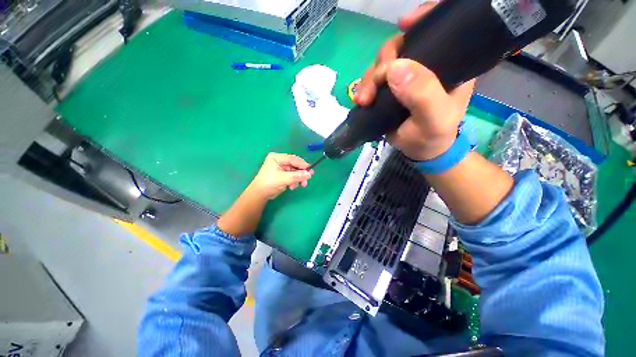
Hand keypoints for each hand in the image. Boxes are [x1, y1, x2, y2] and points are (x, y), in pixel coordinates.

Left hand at [248, 153, 313, 199]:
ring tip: (297, 186)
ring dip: (297, 179)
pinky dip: (294, 181)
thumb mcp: (283, 179)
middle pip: (295, 165)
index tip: (310, 170)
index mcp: (277, 158)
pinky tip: (292, 187)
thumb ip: (297, 176)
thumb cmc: (269, 184)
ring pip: (295, 171)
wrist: (260, 194)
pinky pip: (292, 176)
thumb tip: (309, 174)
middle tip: (306, 180)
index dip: (302, 164)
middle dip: (300, 174)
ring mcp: (281, 167)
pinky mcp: (283, 174)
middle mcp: (279, 161)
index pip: (293, 159)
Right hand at [354, 1, 475, 160]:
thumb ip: (422, 94)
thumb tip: (394, 68)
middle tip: (371, 89)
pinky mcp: (389, 88)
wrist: (419, 151)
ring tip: (363, 100)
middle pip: (402, 45)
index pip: (440, 28)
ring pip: (383, 63)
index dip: (424, 18)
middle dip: (382, 62)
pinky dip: (364, 86)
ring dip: (369, 78)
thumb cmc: (433, 136)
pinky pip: (374, 79)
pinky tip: (360, 99)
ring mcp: (405, 76)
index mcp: (449, 64)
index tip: (404, 25)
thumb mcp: (434, 119)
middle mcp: (426, 64)